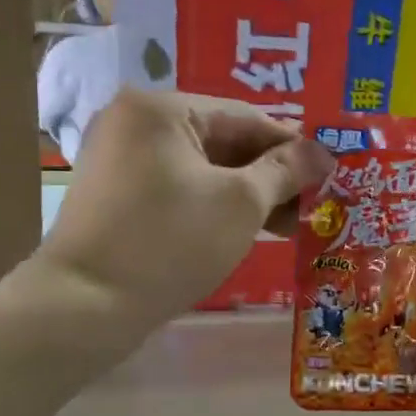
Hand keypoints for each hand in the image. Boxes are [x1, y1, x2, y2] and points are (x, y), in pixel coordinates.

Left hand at [36, 89, 332, 322]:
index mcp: (161, 108)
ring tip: (290, 225)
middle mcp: (135, 122)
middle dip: (271, 175)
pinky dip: (217, 205)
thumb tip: (324, 152)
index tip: (329, 174)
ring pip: (204, 168)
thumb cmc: (171, 242)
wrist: (86, 306)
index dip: (293, 146)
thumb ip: (286, 170)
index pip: (246, 117)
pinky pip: (181, 188)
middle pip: (224, 141)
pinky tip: (251, 230)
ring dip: (249, 194)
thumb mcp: (242, 203)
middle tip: (312, 205)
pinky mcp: (118, 196)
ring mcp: (122, 159)